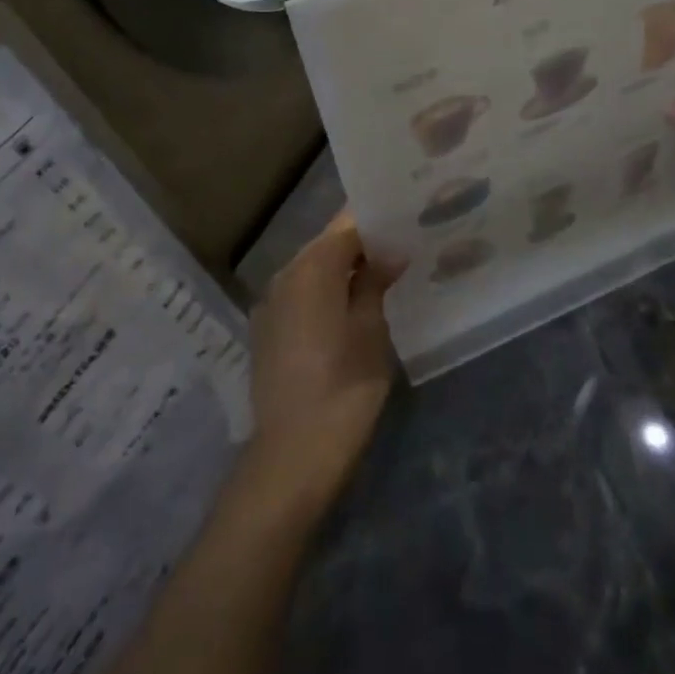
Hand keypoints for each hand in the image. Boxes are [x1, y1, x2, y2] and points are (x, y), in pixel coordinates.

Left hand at [242, 211, 402, 517]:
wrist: (292, 455)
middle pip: (327, 243)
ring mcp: (271, 302)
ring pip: (313, 268)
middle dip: (362, 242)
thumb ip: (375, 282)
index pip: (347, 225)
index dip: (377, 220)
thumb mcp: (371, 331)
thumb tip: (390, 250)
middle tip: (402, 245)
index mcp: (311, 268)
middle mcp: (284, 275)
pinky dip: (327, 289)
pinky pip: (302, 292)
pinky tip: (353, 302)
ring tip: (384, 271)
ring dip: (344, 266)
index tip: (407, 218)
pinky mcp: (268, 328)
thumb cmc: (343, 389)